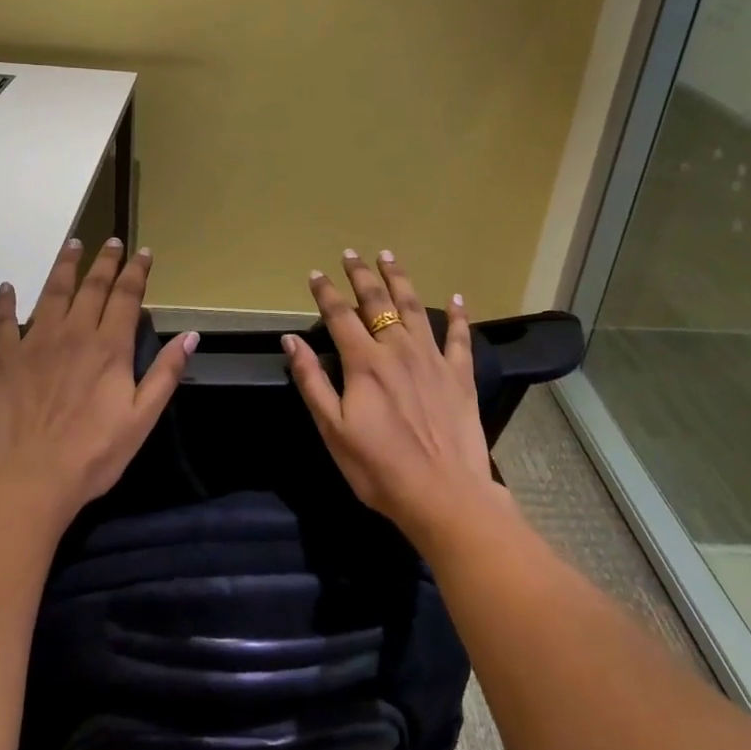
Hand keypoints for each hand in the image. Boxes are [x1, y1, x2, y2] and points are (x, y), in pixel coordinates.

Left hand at [0, 237, 196, 535]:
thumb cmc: (92, 455)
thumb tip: (191, 335)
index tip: (143, 252)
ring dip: (64, 266)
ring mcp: (35, 342)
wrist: (27, 480)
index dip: (136, 271)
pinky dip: (5, 301)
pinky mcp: (3, 358)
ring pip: (52, 292)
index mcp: (110, 348)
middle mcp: (74, 333)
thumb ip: (166, 374)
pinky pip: (3, 321)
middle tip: (111, 241)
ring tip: (72, 244)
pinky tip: (7, 287)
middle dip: (105, 261)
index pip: (127, 296)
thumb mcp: (142, 419)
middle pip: (92, 286)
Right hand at [284, 251, 498, 548]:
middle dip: (361, 275)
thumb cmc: (379, 468)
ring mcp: (433, 359)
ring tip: (389, 256)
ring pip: (414, 307)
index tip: (316, 273)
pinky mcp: (460, 375)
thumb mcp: (332, 429)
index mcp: (364, 362)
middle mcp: (398, 349)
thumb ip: (311, 381)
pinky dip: (459, 315)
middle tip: (351, 254)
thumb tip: (290, 340)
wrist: (445, 496)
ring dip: (399, 279)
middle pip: (377, 301)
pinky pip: (460, 337)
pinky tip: (458, 297)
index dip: (326, 292)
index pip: (339, 315)